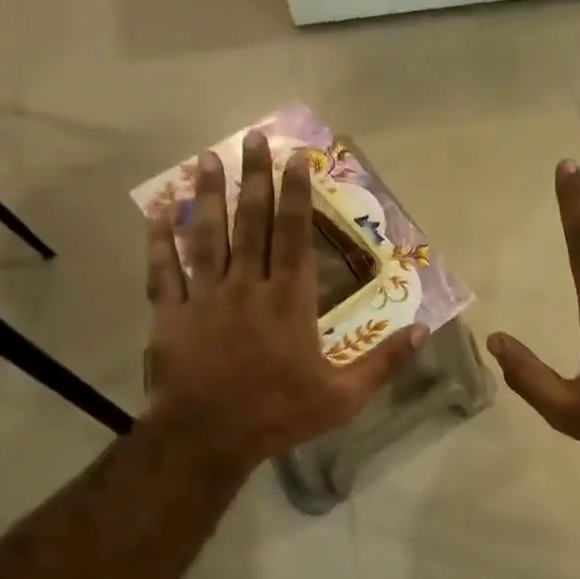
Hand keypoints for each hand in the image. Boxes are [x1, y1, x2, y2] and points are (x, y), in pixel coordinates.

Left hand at [145, 131, 423, 473]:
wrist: (207, 439)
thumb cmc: (279, 415)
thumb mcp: (344, 397)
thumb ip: (383, 362)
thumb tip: (422, 331)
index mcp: (289, 302)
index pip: (294, 237)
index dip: (296, 196)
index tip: (296, 160)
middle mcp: (247, 287)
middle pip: (251, 224)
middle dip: (255, 179)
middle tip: (253, 140)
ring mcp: (205, 299)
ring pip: (206, 237)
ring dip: (209, 197)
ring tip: (209, 159)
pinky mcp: (171, 316)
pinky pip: (163, 272)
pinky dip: (159, 241)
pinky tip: (158, 212)